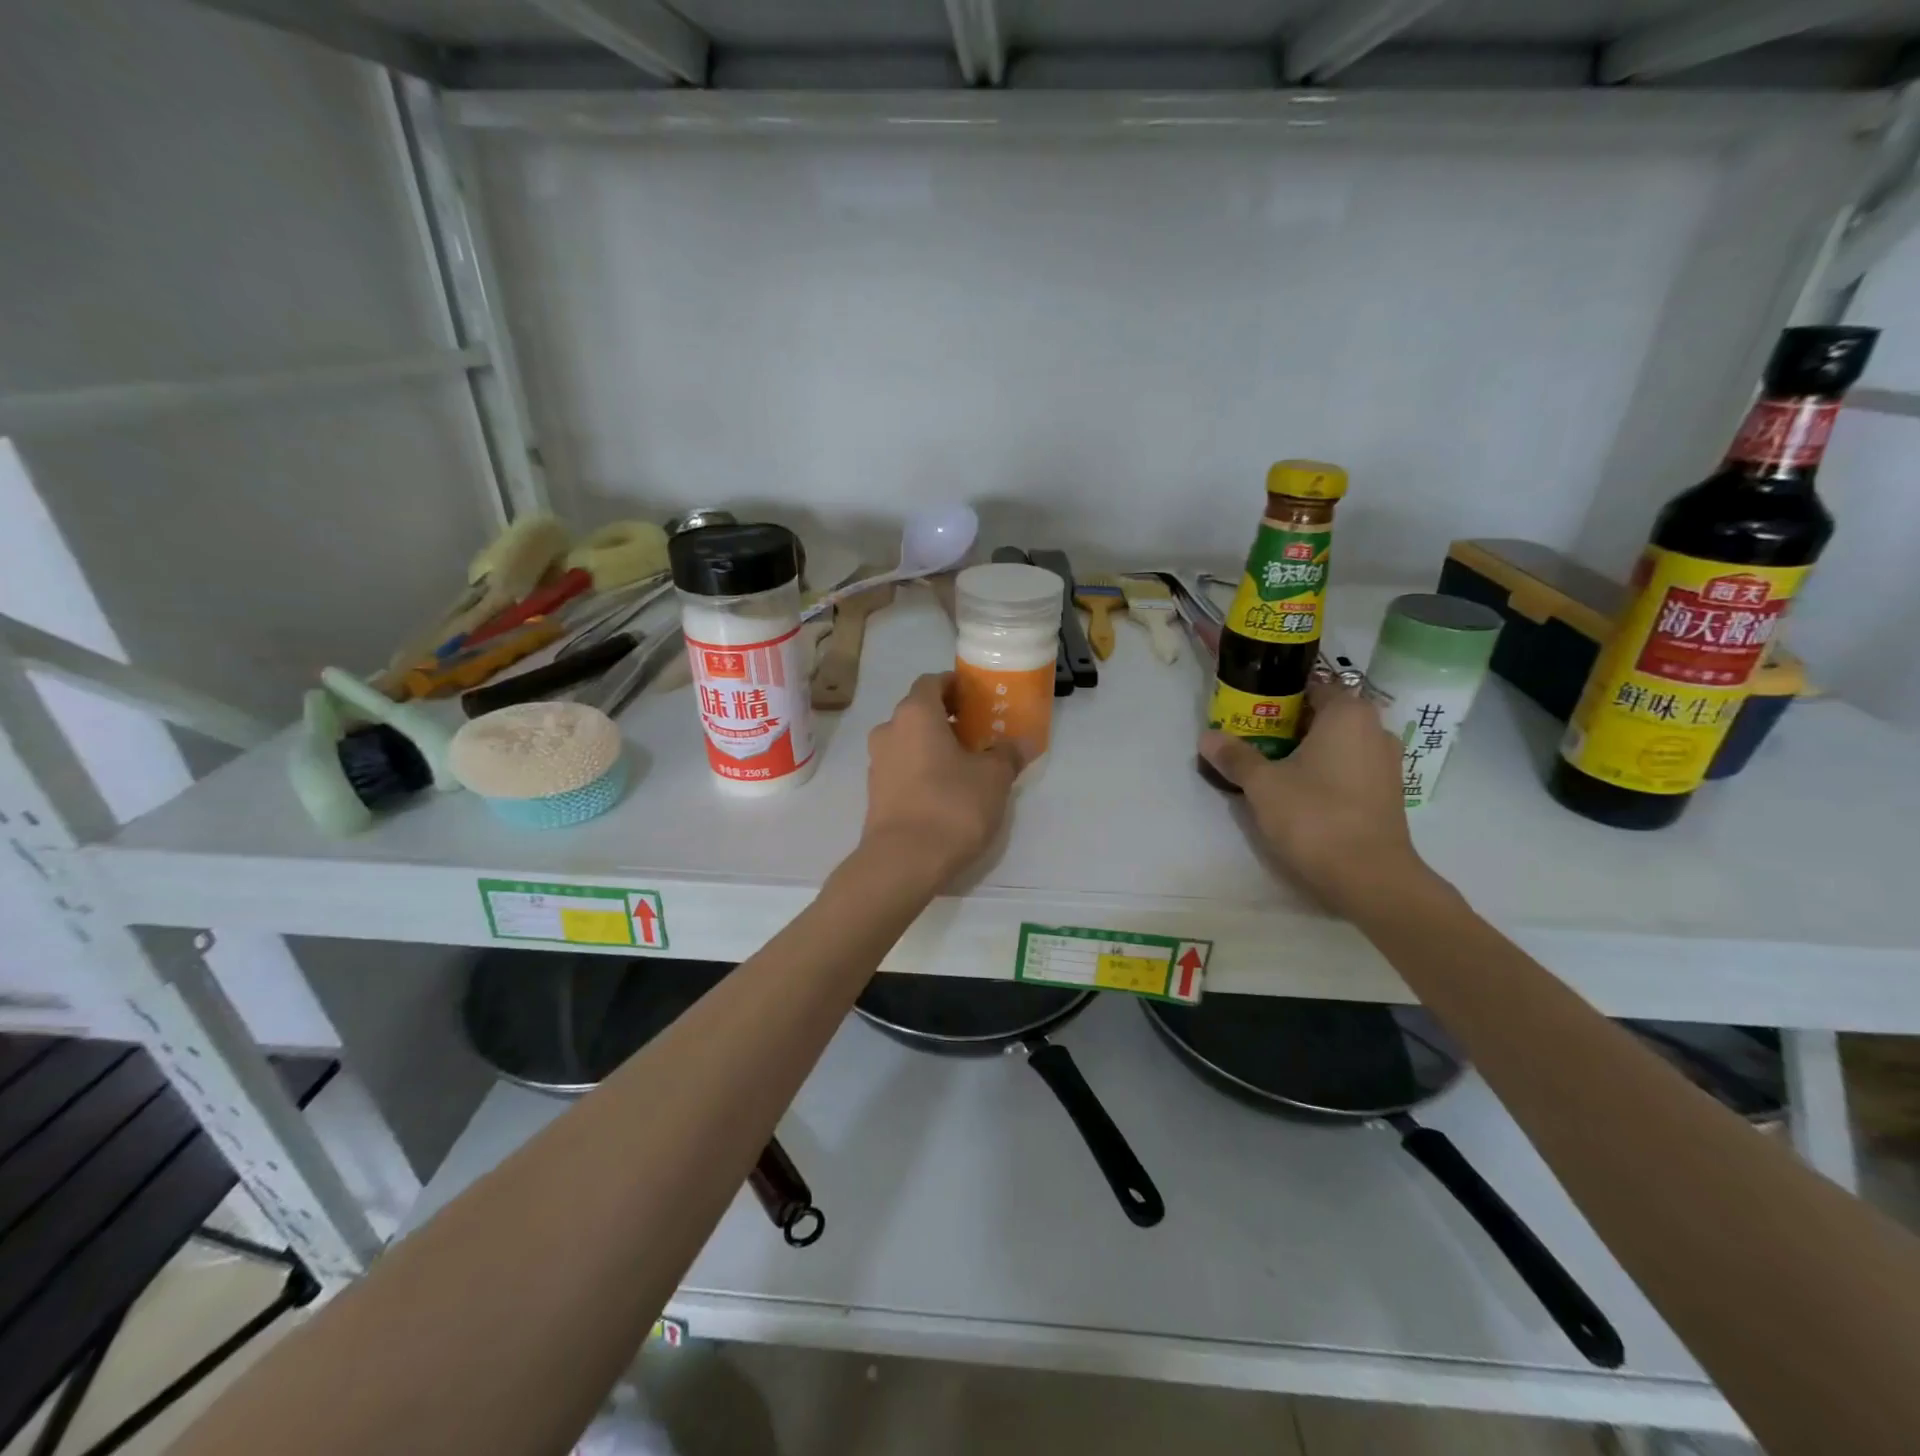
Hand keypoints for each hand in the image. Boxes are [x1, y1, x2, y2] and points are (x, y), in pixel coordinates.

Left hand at [861, 673, 1024, 884]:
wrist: (903, 861)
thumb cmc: (951, 805)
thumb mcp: (993, 778)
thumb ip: (1007, 754)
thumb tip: (1021, 743)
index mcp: (915, 714)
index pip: (932, 682)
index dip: (955, 685)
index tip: (978, 699)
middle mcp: (889, 730)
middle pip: (919, 712)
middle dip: (947, 718)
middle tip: (979, 733)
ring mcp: (877, 763)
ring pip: (909, 741)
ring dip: (933, 745)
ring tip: (965, 765)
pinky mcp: (875, 793)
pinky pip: (902, 768)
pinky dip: (922, 769)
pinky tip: (945, 790)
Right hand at [1199, 682, 1426, 916]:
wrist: (1369, 877)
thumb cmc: (1314, 816)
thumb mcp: (1262, 784)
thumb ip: (1235, 756)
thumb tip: (1207, 736)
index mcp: (1347, 714)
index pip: (1310, 687)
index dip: (1276, 695)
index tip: (1247, 710)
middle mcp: (1374, 730)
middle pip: (1322, 716)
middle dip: (1286, 725)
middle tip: (1249, 738)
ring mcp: (1386, 763)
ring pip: (1336, 744)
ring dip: (1304, 751)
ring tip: (1268, 767)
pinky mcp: (1387, 794)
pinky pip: (1348, 768)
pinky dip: (1323, 772)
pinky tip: (1296, 792)